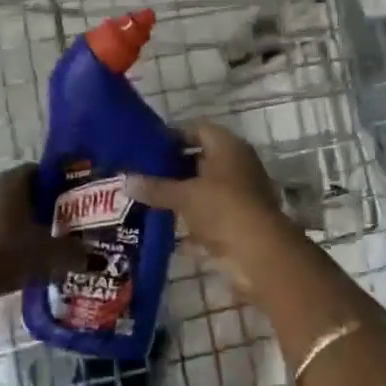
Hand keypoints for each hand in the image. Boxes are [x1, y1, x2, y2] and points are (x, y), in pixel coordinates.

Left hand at [0, 165, 85, 299]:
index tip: (71, 202)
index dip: (56, 185)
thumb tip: (92, 257)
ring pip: (4, 209)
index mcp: (11, 180)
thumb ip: (73, 252)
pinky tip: (17, 258)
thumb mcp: (49, 254)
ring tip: (40, 244)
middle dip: (40, 206)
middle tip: (60, 224)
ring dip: (20, 223)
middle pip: (20, 190)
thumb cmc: (9, 252)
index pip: (38, 172)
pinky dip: (4, 237)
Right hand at [127, 123, 295, 272]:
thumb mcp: (184, 195)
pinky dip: (189, 224)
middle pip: (200, 160)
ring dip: (179, 197)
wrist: (261, 255)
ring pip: (203, 191)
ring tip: (146, 200)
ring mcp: (239, 196)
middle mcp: (236, 166)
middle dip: (172, 168)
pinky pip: (207, 218)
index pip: (197, 129)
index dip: (172, 136)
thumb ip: (155, 188)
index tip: (146, 147)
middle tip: (141, 174)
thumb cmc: (223, 209)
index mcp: (228, 147)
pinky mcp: (238, 223)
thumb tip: (125, 181)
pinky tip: (163, 231)